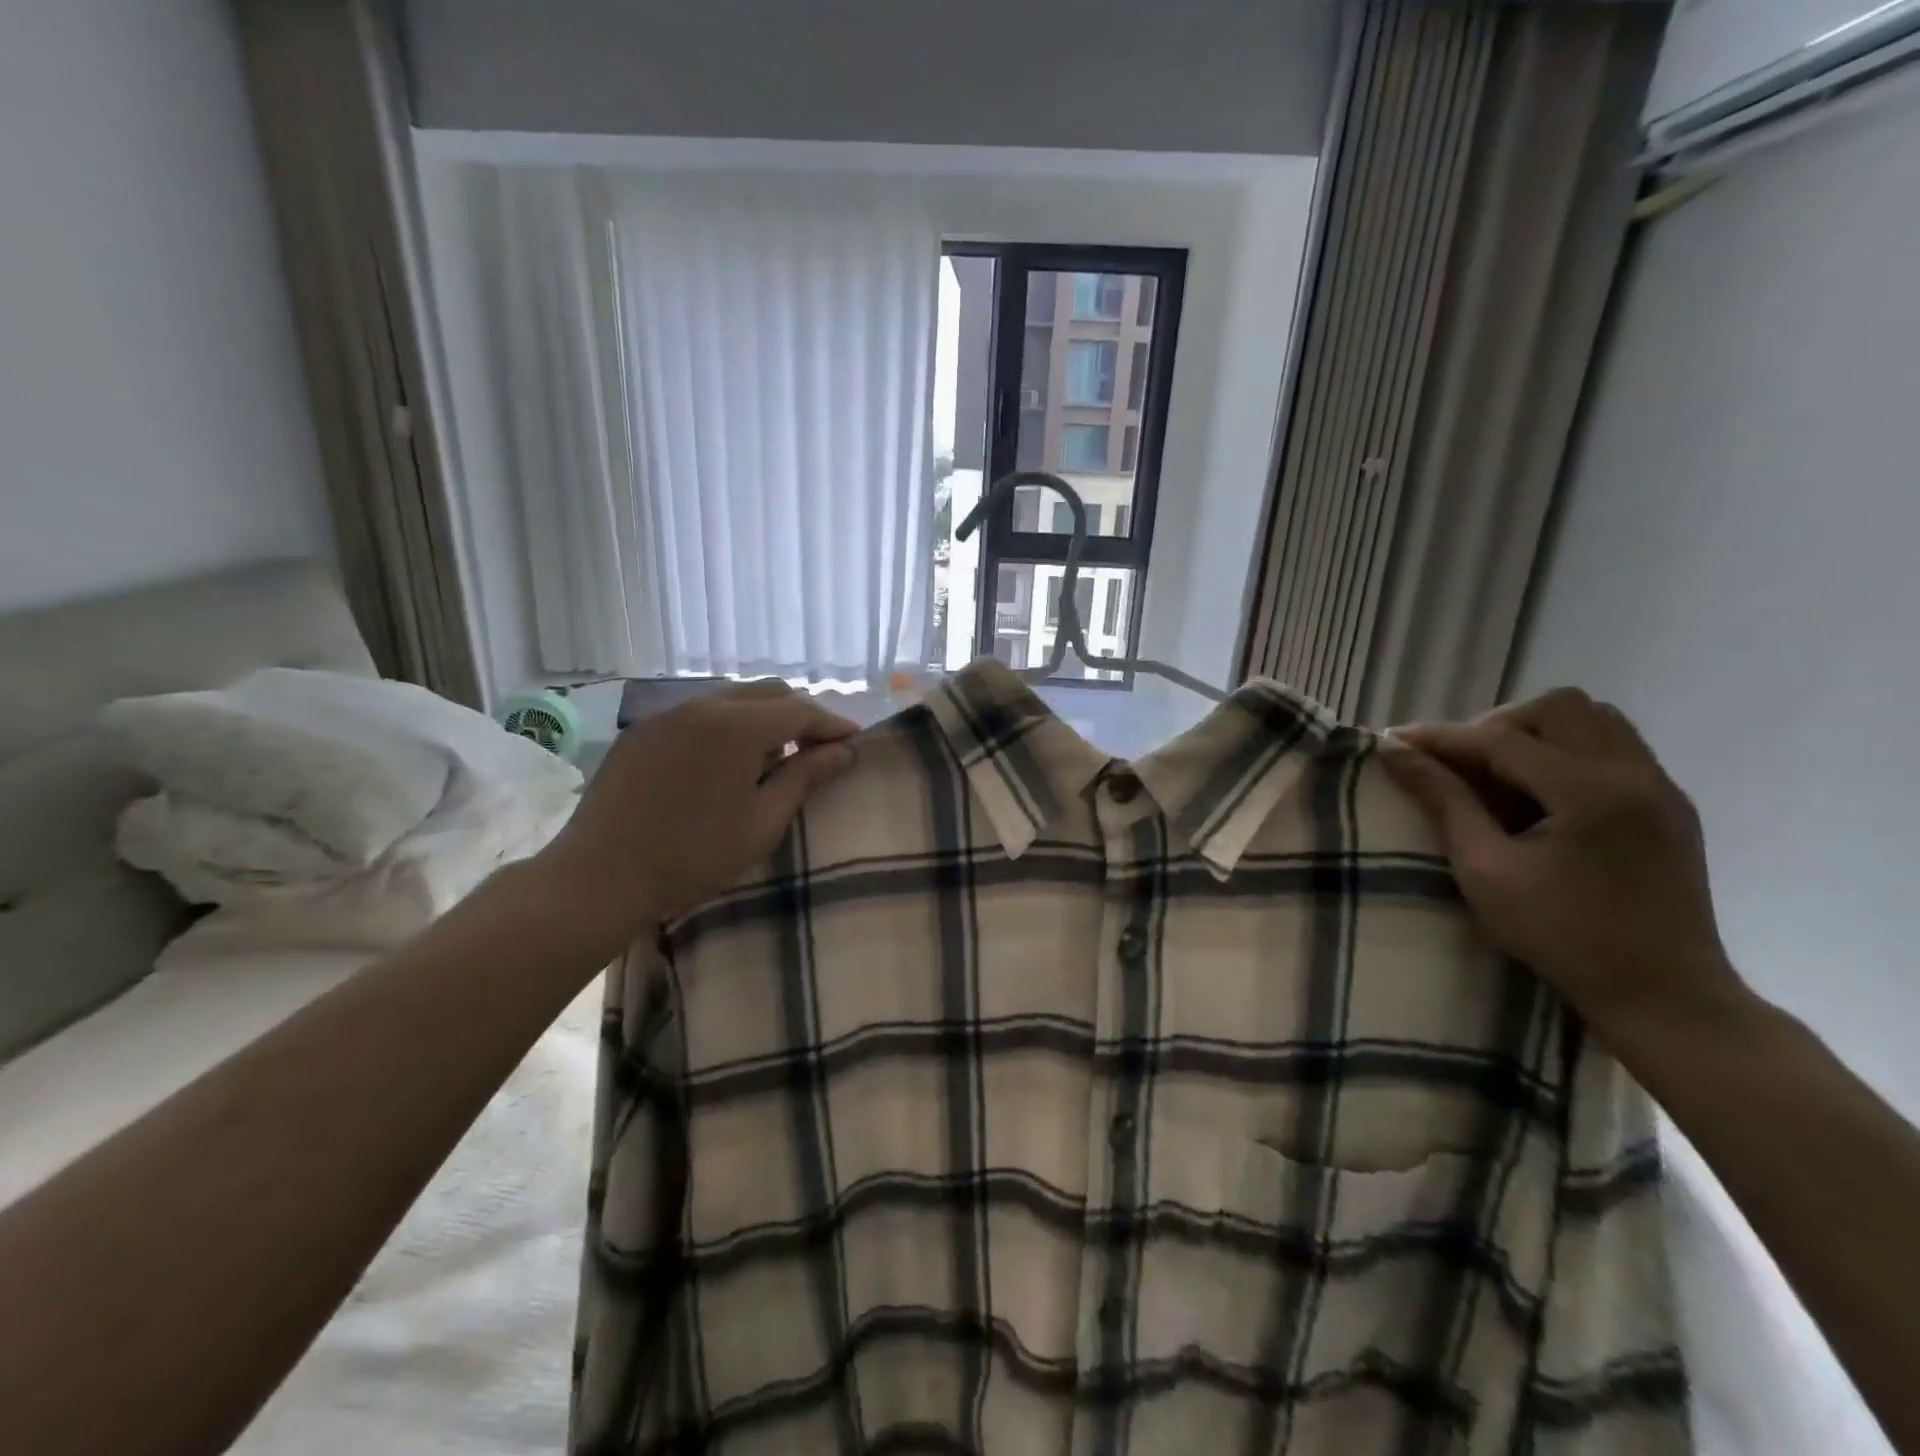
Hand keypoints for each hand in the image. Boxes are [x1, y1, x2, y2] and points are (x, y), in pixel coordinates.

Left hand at [527, 681, 857, 954]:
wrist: (599, 877)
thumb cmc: (693, 856)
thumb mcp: (762, 822)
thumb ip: (805, 778)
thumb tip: (843, 752)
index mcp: (737, 726)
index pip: (800, 710)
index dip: (832, 725)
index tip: (854, 743)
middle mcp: (702, 706)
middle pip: (767, 693)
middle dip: (799, 716)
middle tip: (816, 751)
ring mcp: (667, 715)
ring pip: (731, 699)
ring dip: (762, 719)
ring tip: (772, 759)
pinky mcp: (642, 731)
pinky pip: (697, 714)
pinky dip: (725, 726)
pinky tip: (724, 763)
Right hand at [1380, 687, 1742, 1031]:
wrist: (1664, 996)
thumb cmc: (1562, 937)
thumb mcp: (1485, 870)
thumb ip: (1443, 801)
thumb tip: (1396, 753)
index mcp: (1590, 792)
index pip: (1502, 740)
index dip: (1442, 738)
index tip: (1393, 742)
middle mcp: (1634, 774)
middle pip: (1558, 708)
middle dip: (1497, 726)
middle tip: (1461, 765)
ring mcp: (1661, 787)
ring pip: (1593, 720)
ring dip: (1536, 734)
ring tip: (1499, 775)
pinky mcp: (1669, 805)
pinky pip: (1613, 747)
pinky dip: (1566, 753)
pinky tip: (1539, 795)